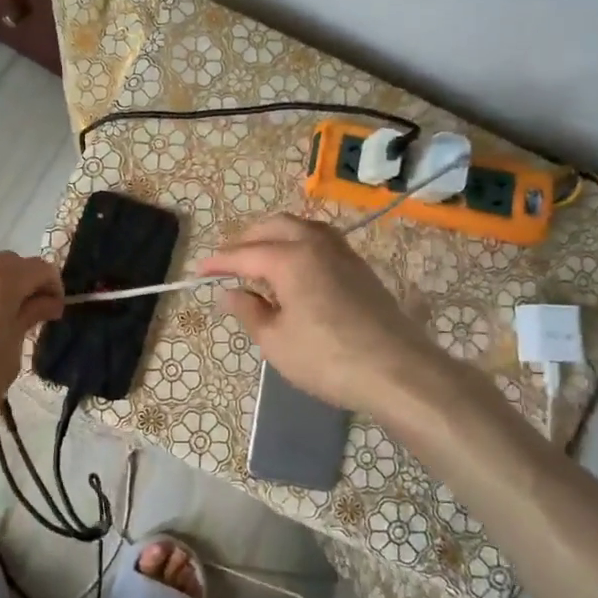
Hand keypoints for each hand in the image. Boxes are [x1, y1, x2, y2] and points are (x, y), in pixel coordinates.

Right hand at [198, 214, 442, 416]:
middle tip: (229, 263)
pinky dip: (298, 245)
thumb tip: (229, 293)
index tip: (199, 273)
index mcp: (290, 258)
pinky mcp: (360, 267)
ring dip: (275, 237)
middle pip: (274, 226)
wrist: (397, 371)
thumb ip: (249, 311)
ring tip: (259, 261)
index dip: (219, 263)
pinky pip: (320, 241)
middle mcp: (316, 244)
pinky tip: (294, 270)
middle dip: (246, 240)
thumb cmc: (327, 359)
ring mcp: (343, 252)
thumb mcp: (275, 341)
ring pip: (301, 227)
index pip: (244, 254)